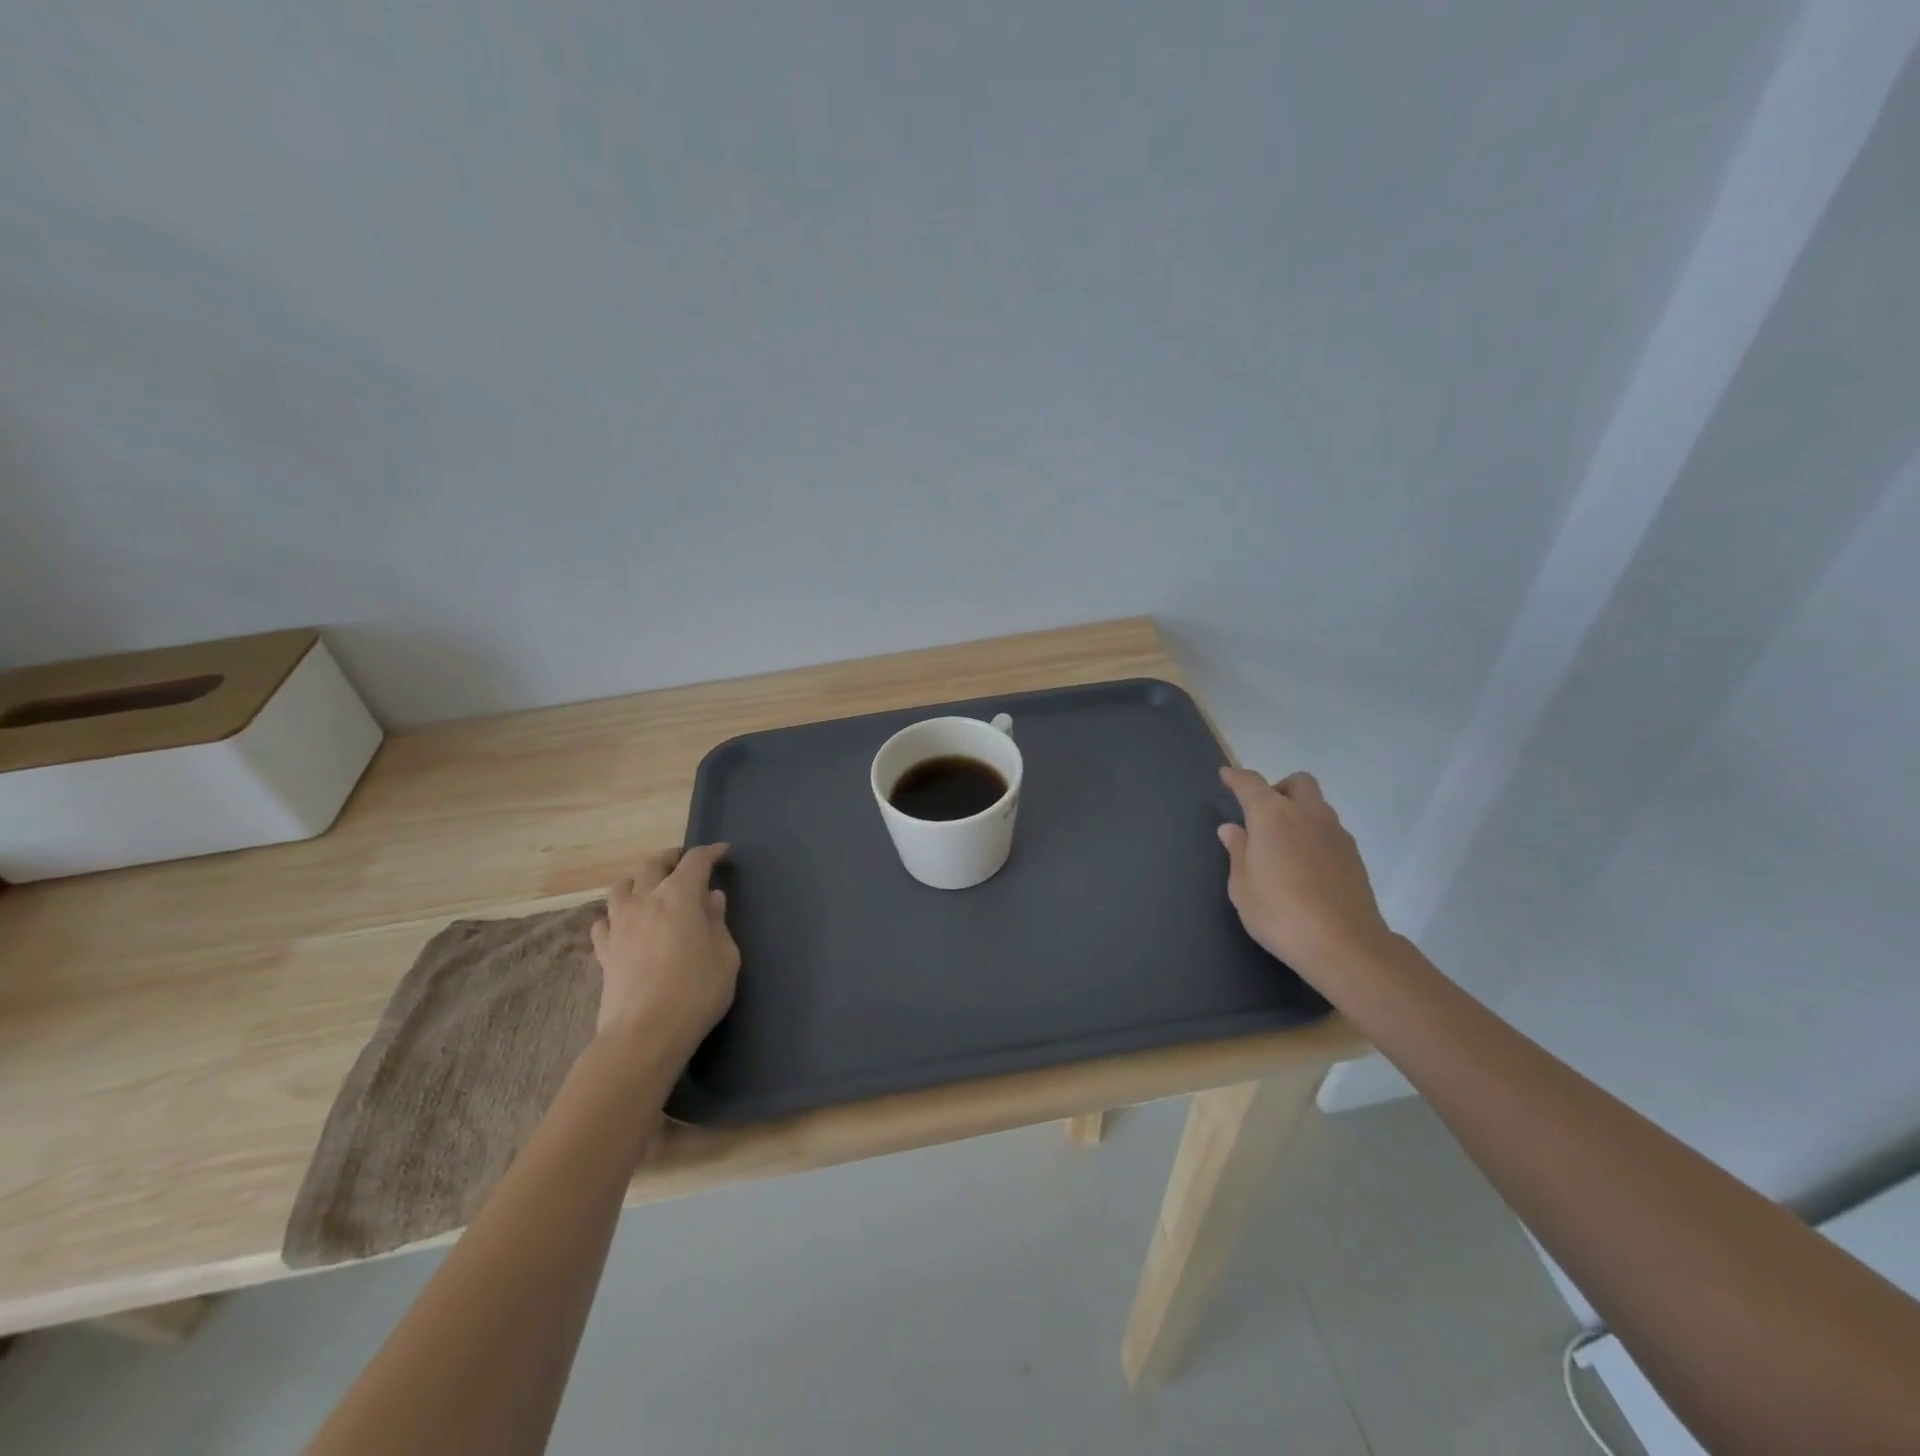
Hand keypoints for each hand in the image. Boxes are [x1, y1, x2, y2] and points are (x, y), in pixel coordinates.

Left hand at [590, 844, 739, 1060]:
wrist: (644, 1034)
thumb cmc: (696, 991)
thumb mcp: (725, 955)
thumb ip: (717, 922)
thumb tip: (711, 899)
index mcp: (679, 896)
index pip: (695, 861)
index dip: (711, 853)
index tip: (723, 852)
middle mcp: (645, 900)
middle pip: (653, 865)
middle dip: (672, 858)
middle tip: (685, 862)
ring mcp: (619, 924)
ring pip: (622, 887)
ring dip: (639, 880)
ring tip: (650, 887)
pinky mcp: (603, 951)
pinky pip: (604, 920)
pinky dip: (616, 914)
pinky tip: (625, 923)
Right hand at [1217, 768, 1393, 983]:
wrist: (1344, 945)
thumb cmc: (1279, 914)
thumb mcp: (1242, 887)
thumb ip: (1238, 851)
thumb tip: (1233, 829)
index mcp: (1273, 817)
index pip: (1251, 784)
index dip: (1236, 778)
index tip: (1226, 777)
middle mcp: (1308, 815)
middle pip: (1297, 783)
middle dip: (1278, 788)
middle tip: (1262, 814)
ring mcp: (1336, 834)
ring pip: (1317, 805)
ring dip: (1298, 812)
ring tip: (1282, 844)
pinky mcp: (1354, 855)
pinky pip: (1329, 830)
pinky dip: (1313, 834)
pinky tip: (1304, 864)